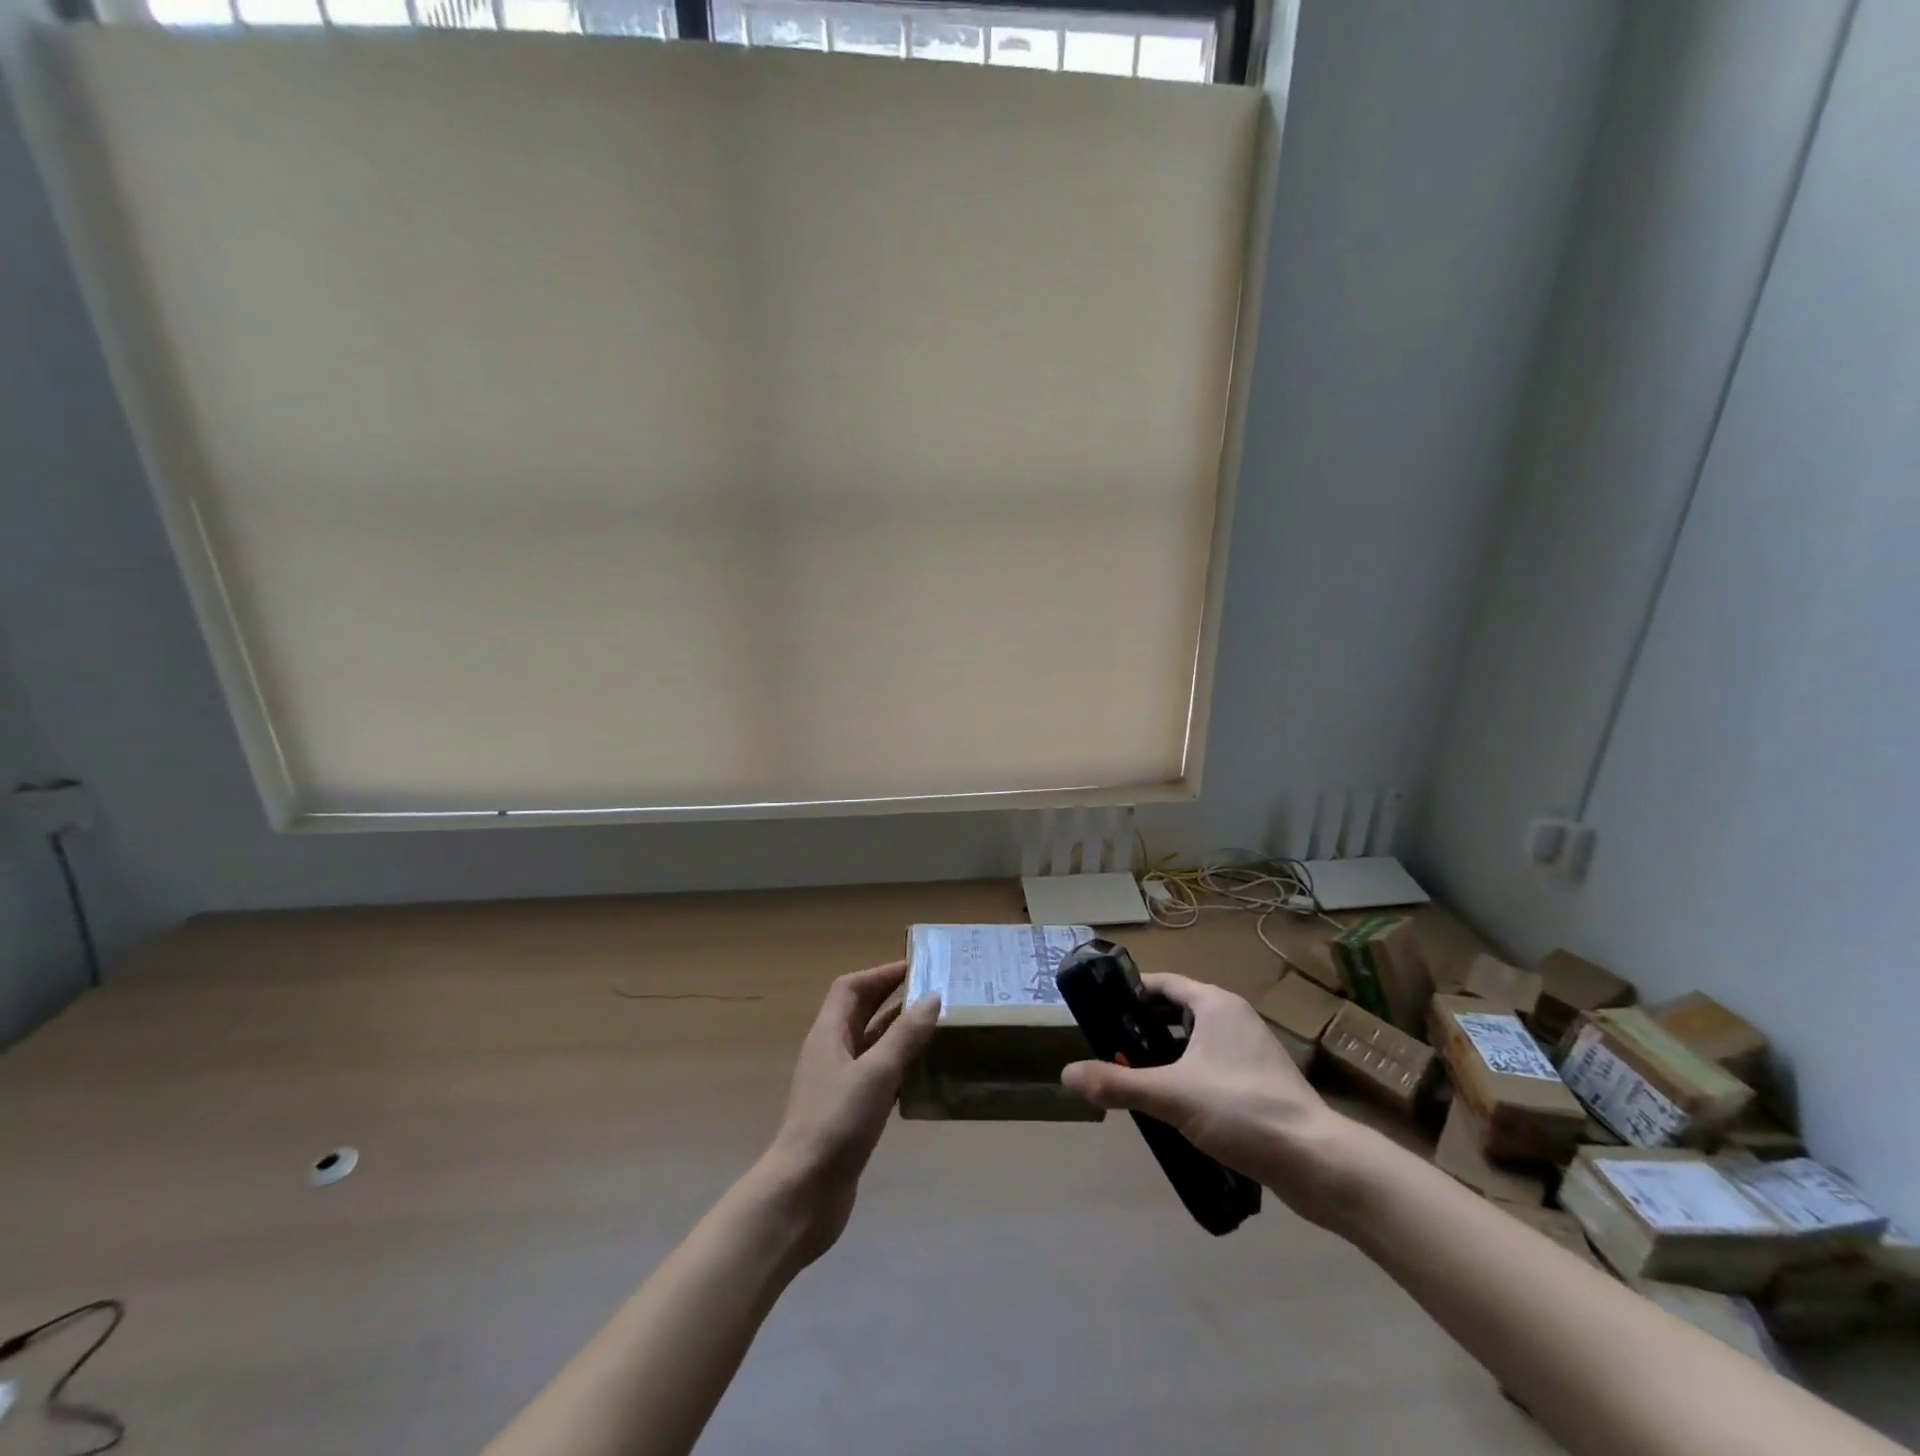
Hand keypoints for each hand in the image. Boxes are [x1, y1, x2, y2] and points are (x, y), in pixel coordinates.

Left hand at [759, 960, 939, 1262]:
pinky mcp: (849, 1114)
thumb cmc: (836, 1122)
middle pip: (862, 1013)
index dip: (881, 973)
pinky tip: (925, 1074)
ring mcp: (838, 1085)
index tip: (917, 967)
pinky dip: (900, 1069)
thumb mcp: (876, 1072)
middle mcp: (831, 1053)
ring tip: (938, 1028)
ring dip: (900, 1034)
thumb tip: (932, 997)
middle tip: (935, 993)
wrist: (803, 1193)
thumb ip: (905, 1035)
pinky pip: (878, 1077)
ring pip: (872, 1046)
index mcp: (828, 1034)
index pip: (851, 987)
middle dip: (894, 999)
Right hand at [1060, 973, 1355, 1226]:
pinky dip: (1187, 1076)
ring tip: (1133, 1078)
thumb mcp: (1171, 1095)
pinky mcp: (1261, 1083)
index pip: (1162, 983)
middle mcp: (1234, 1018)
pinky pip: (1212, 1066)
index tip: (1099, 1011)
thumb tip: (1066, 1075)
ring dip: (1164, 1056)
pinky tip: (1172, 1107)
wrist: (1318, 1163)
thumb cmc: (1243, 1110)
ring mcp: (1251, 1051)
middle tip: (1109, 1049)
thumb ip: (1118, 1084)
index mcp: (1215, 1004)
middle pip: (1176, 1011)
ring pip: (1194, 1042)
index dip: (1129, 993)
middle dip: (1142, 1028)